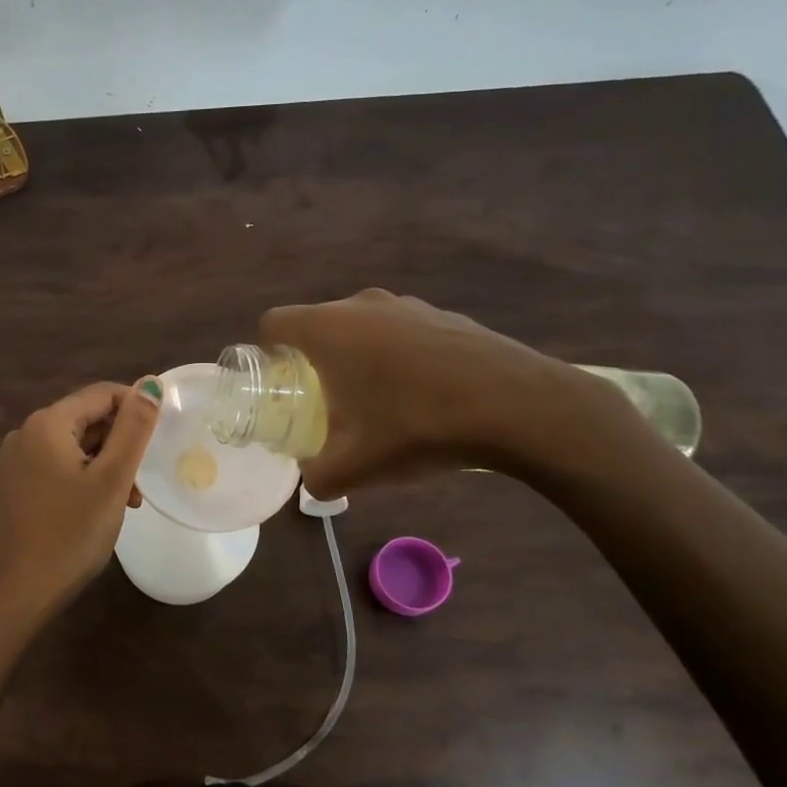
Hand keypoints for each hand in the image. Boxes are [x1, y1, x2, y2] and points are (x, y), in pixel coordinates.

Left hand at [0, 380, 162, 620]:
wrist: (17, 593)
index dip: (135, 409)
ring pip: (66, 451)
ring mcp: (6, 465)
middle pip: (81, 422)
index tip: (158, 439)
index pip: (100, 395)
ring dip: (99, 468)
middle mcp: (21, 435)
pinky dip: (73, 482)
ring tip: (121, 505)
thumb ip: (133, 429)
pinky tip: (86, 514)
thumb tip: (149, 383)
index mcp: (46, 424)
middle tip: (138, 485)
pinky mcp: (2, 492)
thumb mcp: (112, 480)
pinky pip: (46, 472)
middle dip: (116, 446)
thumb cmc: (72, 534)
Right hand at [260, 288, 594, 495]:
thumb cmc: (418, 426)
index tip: (280, 384)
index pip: (274, 322)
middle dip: (313, 361)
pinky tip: (424, 395)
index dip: (267, 352)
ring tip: (378, 402)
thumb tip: (311, 481)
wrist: (519, 405)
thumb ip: (318, 477)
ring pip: (362, 327)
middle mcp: (363, 305)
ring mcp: (409, 304)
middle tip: (326, 403)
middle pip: (318, 325)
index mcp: (329, 330)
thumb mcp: (356, 466)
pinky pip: (402, 332)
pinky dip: (399, 357)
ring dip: (358, 358)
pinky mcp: (446, 314)